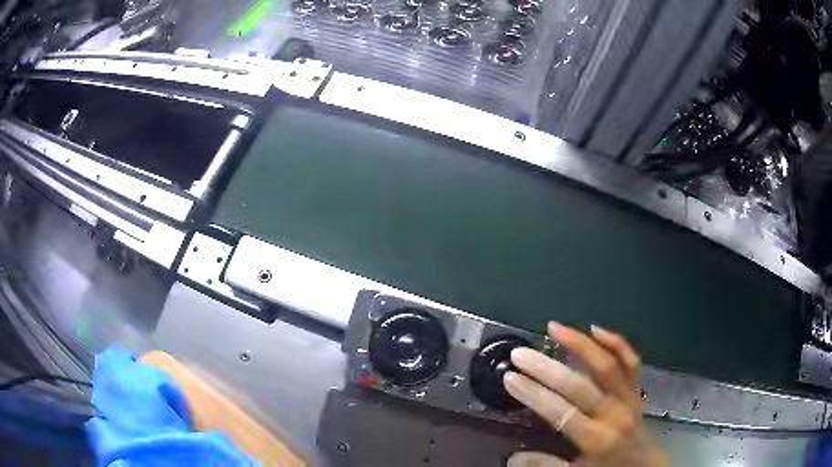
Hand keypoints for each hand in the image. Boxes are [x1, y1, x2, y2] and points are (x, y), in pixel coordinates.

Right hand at [503, 323, 666, 466]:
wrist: (642, 463)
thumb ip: (545, 465)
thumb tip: (512, 457)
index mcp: (596, 439)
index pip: (561, 413)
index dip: (534, 394)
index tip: (510, 377)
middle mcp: (614, 414)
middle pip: (579, 386)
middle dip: (546, 368)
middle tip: (520, 353)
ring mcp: (628, 397)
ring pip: (607, 364)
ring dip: (580, 343)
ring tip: (554, 328)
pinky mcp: (636, 387)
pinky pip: (630, 360)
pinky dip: (615, 342)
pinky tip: (595, 330)